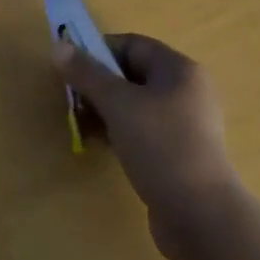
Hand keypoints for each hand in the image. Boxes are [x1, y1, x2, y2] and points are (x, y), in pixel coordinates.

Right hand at [54, 33, 238, 259]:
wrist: (200, 215)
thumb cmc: (160, 146)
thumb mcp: (118, 104)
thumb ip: (87, 73)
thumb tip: (59, 46)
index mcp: (179, 69)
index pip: (132, 45)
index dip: (98, 50)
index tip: (69, 68)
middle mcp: (186, 91)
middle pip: (133, 74)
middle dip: (98, 84)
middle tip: (71, 99)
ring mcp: (185, 124)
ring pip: (136, 104)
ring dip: (105, 110)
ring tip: (80, 124)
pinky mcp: (179, 152)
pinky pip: (143, 130)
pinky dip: (120, 131)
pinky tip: (99, 145)